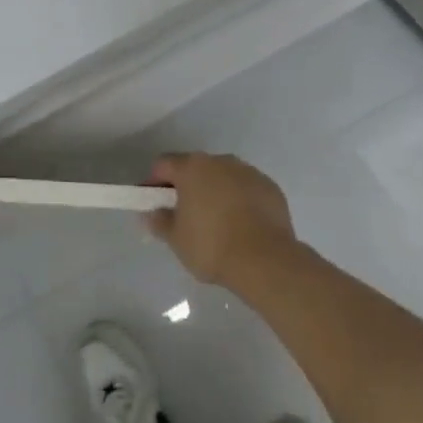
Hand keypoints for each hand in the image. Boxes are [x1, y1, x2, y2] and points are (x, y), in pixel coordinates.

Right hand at [144, 153, 296, 288]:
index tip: (153, 204)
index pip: (163, 165)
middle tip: (183, 215)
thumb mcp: (176, 239)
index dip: (154, 183)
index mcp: (192, 168)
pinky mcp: (270, 188)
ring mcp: (249, 172)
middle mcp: (221, 161)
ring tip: (215, 223)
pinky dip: (239, 201)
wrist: (265, 260)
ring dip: (215, 192)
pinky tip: (241, 226)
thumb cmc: (211, 246)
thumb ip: (159, 222)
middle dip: (187, 187)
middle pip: (195, 168)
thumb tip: (152, 213)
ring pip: (223, 177)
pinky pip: (246, 189)